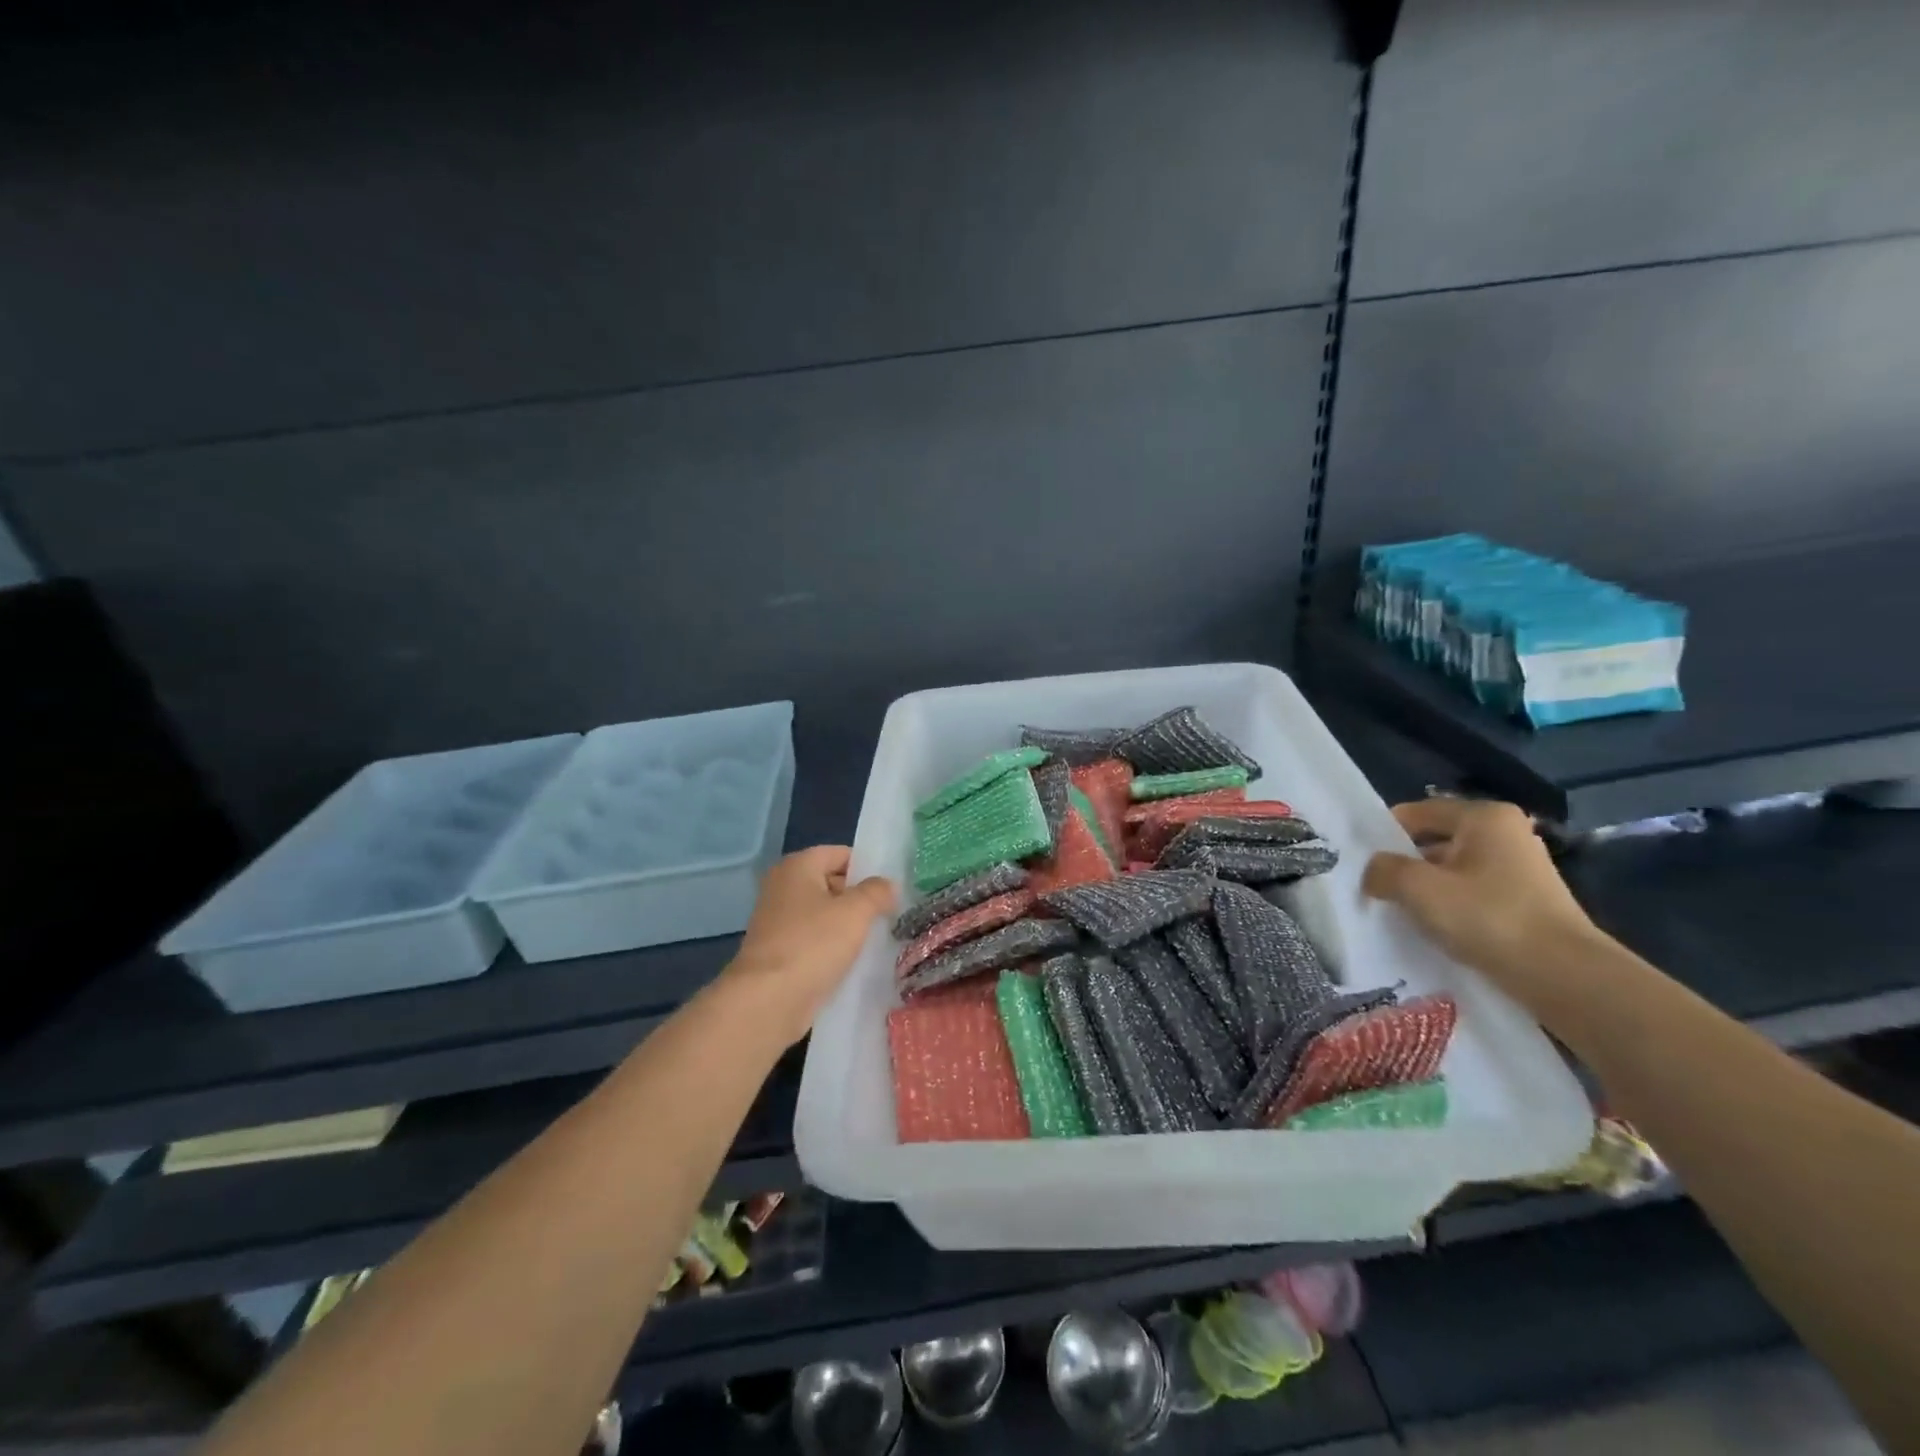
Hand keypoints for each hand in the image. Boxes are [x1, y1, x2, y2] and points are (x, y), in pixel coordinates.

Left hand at [722, 846, 895, 1045]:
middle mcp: (783, 886)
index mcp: (797, 866)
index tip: (891, 889)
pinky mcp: (779, 951)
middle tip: (890, 913)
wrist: (768, 1000)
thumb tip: (887, 885)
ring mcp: (778, 920)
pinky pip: (814, 939)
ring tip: (878, 937)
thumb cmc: (813, 944)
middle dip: (859, 897)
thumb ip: (877, 892)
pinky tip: (855, 960)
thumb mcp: (856, 912)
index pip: (840, 854)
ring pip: (824, 914)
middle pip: (831, 882)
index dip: (867, 868)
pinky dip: (833, 946)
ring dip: (848, 924)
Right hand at [1361, 798, 1606, 987]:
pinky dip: (1449, 907)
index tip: (1359, 862)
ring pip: (1451, 870)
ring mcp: (1520, 868)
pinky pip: (1471, 894)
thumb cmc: (1488, 917)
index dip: (1383, 835)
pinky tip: (1433, 929)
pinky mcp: (1525, 901)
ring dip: (1425, 889)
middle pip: (1433, 841)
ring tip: (1398, 912)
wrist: (1566, 978)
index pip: (1414, 813)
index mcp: (1484, 817)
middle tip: (1372, 888)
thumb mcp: (1419, 888)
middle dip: (1403, 864)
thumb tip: (1372, 871)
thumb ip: (1383, 870)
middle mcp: (1506, 834)